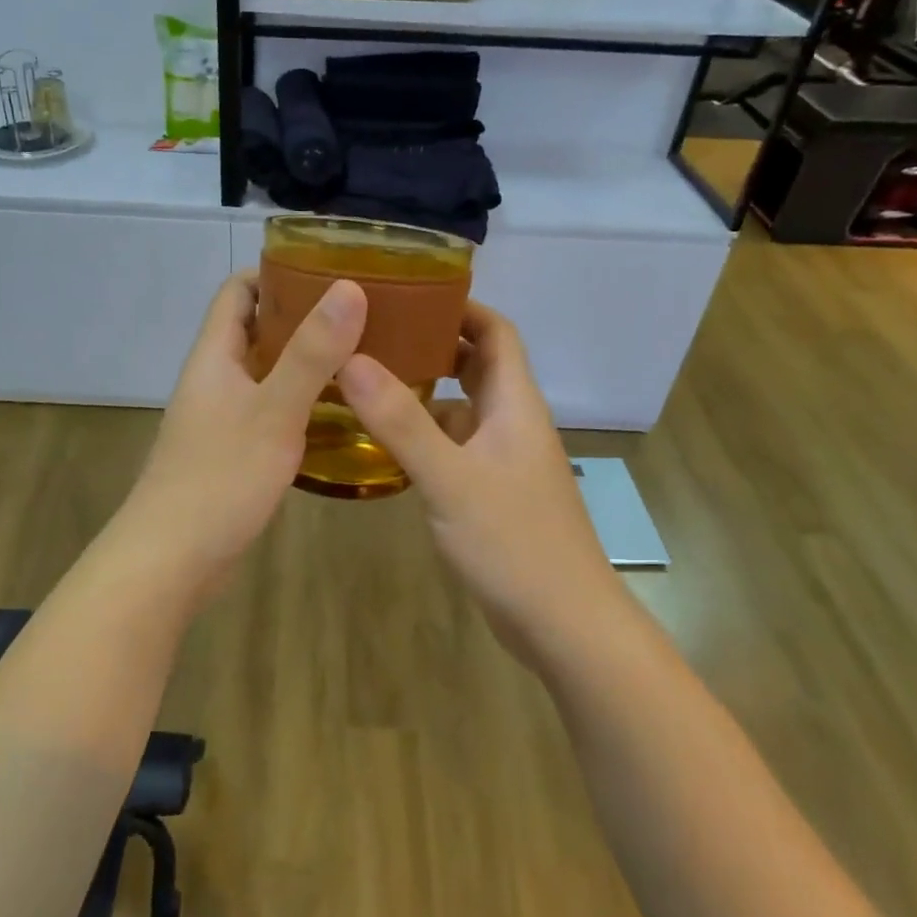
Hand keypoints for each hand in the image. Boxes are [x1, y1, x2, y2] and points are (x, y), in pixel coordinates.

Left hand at [120, 272, 365, 601]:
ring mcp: (221, 417)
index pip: (238, 291)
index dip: (277, 272)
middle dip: (303, 316)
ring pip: (266, 372)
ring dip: (305, 361)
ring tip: (362, 356)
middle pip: (256, 329)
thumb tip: (348, 288)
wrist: (171, 560)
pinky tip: (339, 414)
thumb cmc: (219, 478)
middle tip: (361, 313)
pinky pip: (269, 409)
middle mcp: (215, 378)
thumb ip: (311, 352)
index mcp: (215, 355)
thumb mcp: (273, 411)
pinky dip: (300, 401)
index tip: (330, 270)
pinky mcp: (232, 452)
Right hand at [337, 302, 615, 659]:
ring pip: (463, 406)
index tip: (411, 292)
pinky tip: (386, 441)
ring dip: (425, 388)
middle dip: (433, 341)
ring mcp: (503, 460)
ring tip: (368, 378)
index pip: (496, 331)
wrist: (564, 624)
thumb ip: (401, 422)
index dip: (461, 306)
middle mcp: (512, 422)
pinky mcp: (491, 492)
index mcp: (514, 404)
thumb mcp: (450, 478)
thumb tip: (352, 359)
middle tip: (376, 331)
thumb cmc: (514, 542)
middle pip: (478, 363)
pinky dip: (425, 432)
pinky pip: (455, 444)